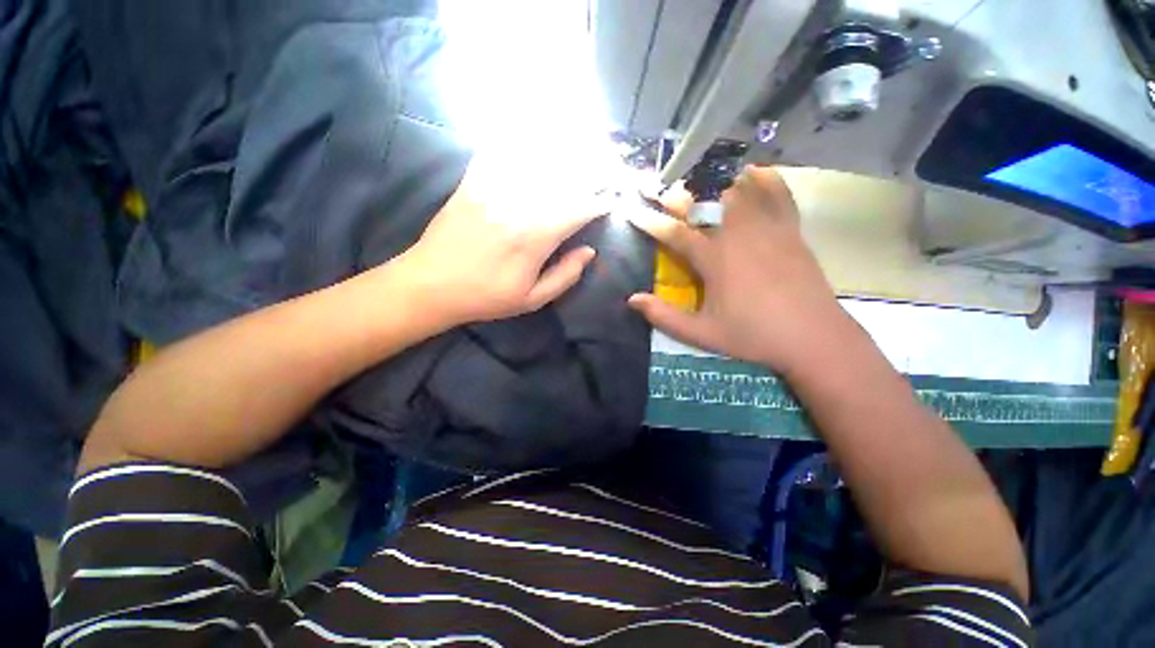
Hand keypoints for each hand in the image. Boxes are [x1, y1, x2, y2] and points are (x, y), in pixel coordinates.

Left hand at [397, 156, 606, 325]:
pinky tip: (529, 130)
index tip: (610, 201)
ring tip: (582, 140)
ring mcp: (494, 190)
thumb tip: (589, 252)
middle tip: (608, 162)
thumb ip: (565, 276)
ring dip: (562, 148)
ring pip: (535, 160)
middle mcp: (519, 206)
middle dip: (590, 168)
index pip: (578, 210)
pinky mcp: (473, 183)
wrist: (432, 284)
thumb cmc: (486, 296)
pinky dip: (515, 139)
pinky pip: (497, 152)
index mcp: (536, 238)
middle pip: (562, 178)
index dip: (599, 203)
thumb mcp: (532, 299)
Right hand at [628, 165, 852, 373]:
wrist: (814, 337)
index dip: (650, 221)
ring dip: (714, 181)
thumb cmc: (753, 336)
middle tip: (658, 185)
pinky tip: (753, 171)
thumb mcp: (702, 334)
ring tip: (697, 174)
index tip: (631, 210)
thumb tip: (632, 300)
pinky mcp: (791, 230)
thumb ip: (664, 317)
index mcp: (715, 259)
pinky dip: (764, 179)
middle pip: (704, 203)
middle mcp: (739, 235)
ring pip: (739, 191)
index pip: (674, 233)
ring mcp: (768, 228)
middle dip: (677, 193)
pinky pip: (778, 195)